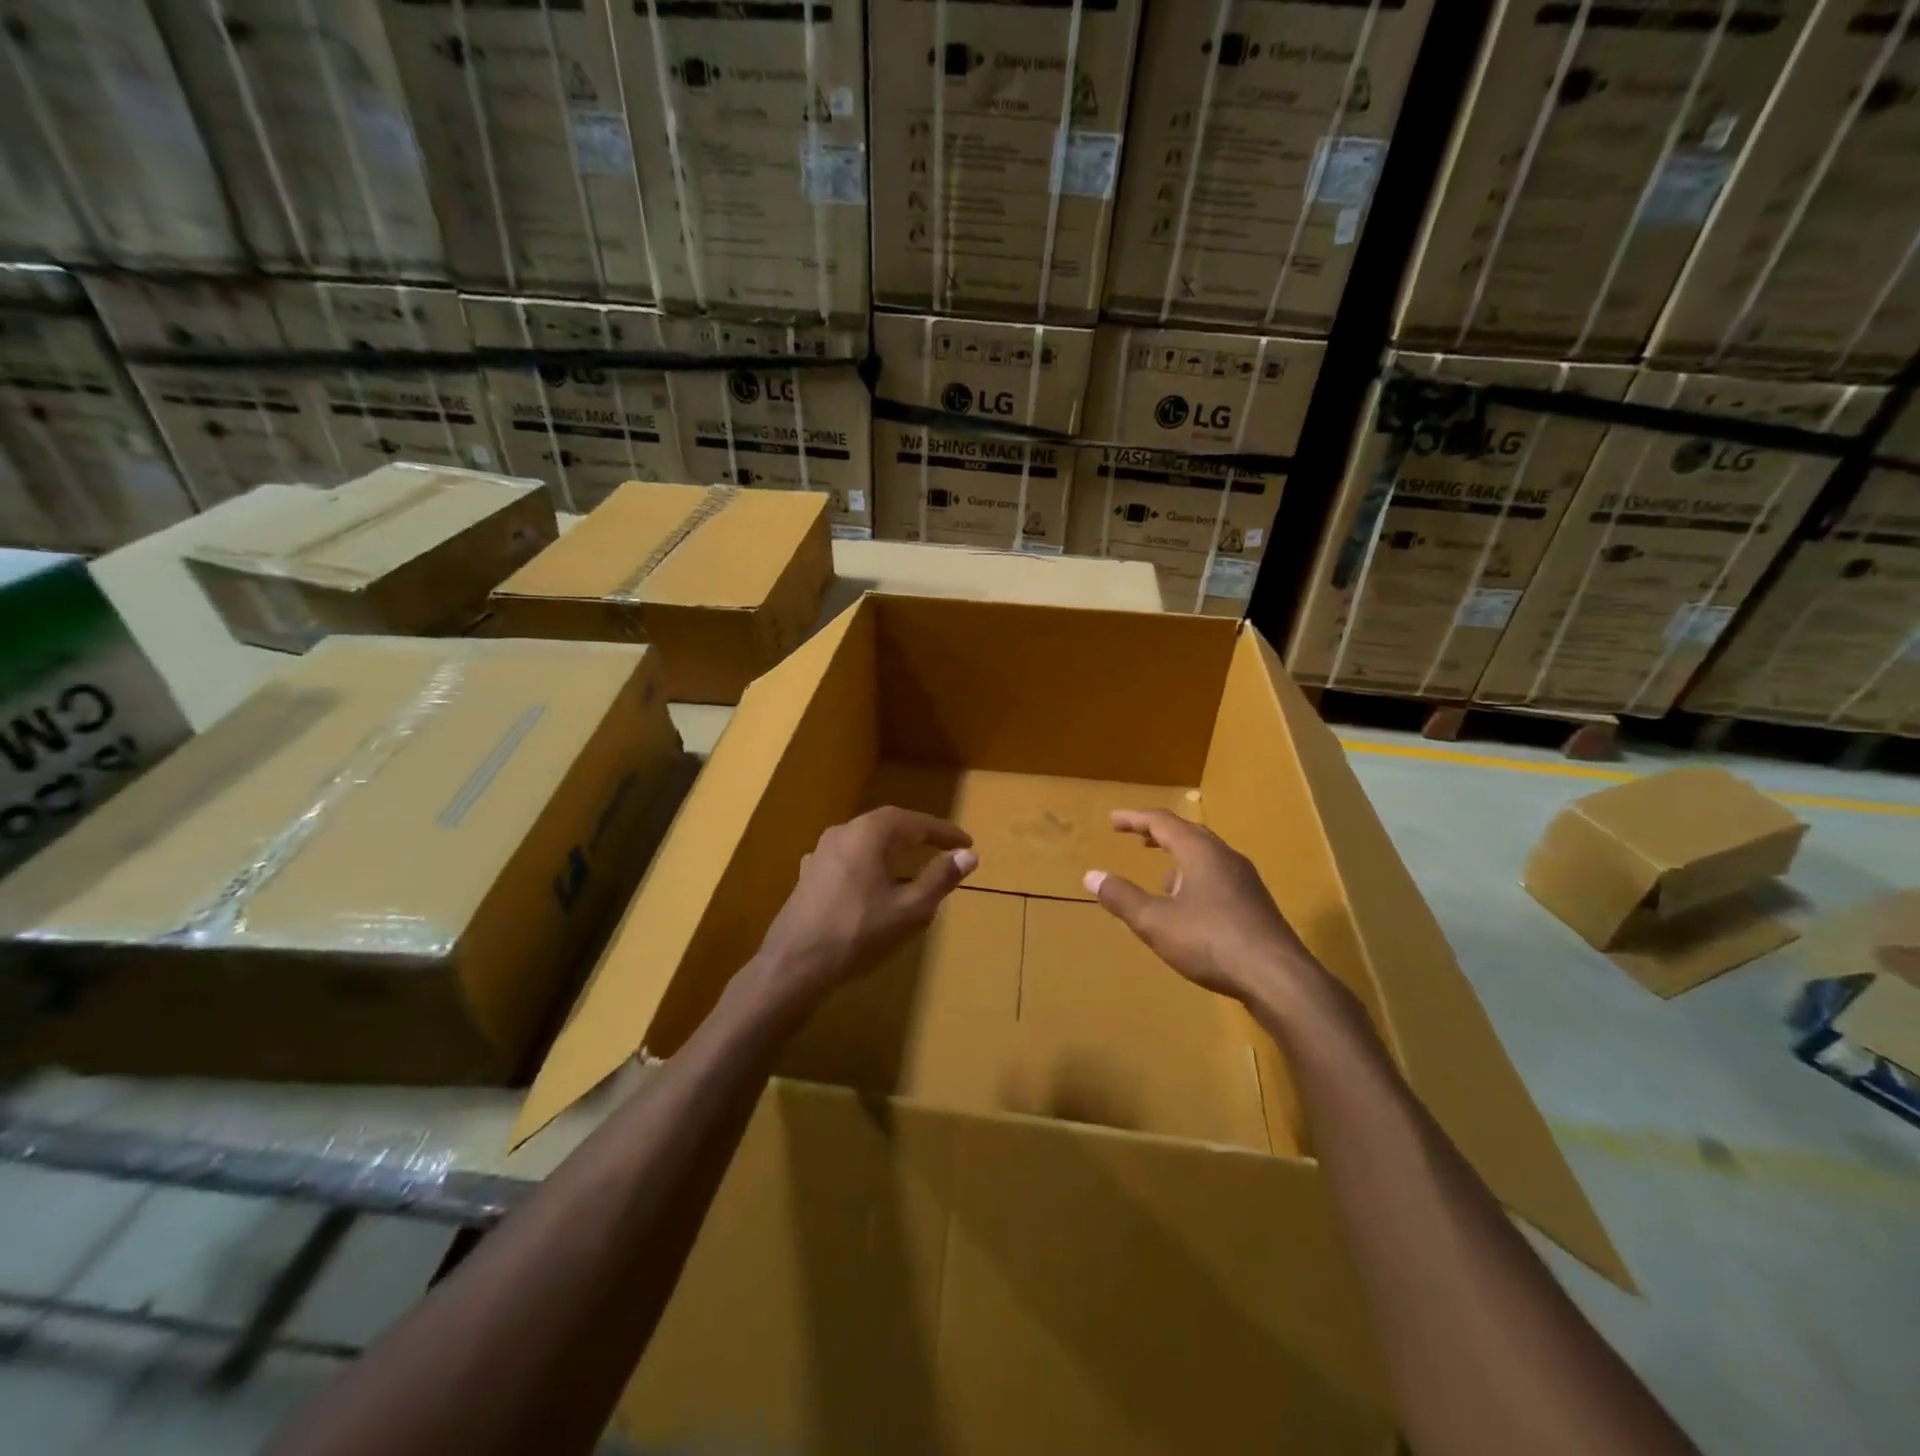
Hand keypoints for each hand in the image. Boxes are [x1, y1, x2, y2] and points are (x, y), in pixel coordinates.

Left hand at [753, 807, 976, 1008]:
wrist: (795, 964)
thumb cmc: (858, 932)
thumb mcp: (909, 909)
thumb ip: (940, 878)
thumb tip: (968, 855)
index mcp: (868, 833)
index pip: (914, 822)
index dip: (943, 832)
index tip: (966, 842)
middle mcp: (842, 832)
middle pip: (887, 826)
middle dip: (918, 836)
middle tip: (943, 848)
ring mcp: (820, 853)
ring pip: (866, 842)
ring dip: (893, 850)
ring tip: (914, 866)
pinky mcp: (809, 875)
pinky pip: (849, 859)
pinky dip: (871, 865)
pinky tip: (876, 885)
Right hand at [1084, 809, 1315, 1005]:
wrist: (1278, 978)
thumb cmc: (1210, 941)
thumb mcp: (1155, 921)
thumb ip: (1122, 897)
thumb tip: (1091, 875)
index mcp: (1200, 852)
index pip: (1162, 822)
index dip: (1135, 819)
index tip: (1113, 820)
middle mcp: (1225, 857)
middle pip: (1189, 834)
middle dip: (1160, 834)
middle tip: (1137, 838)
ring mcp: (1245, 881)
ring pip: (1207, 857)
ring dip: (1180, 858)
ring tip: (1161, 876)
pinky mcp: (1256, 905)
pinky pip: (1219, 877)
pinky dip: (1196, 878)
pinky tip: (1190, 908)